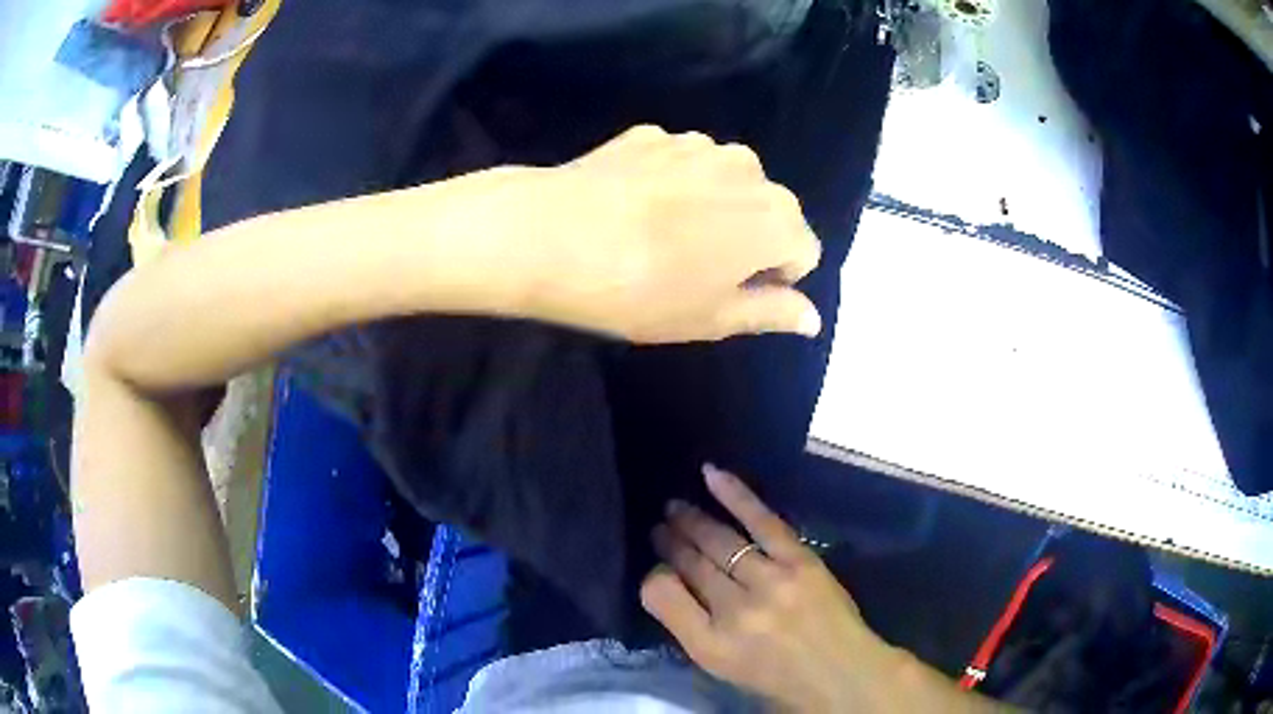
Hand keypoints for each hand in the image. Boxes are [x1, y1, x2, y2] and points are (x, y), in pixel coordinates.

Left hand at [488, 125, 822, 342]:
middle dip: (747, 238)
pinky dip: (670, 184)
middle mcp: (749, 168)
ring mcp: (698, 143)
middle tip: (693, 269)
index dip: (773, 278)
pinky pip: (681, 164)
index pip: (803, 252)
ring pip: (725, 183)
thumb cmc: (641, 291)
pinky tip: (631, 208)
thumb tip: (813, 316)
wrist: (551, 234)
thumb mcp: (712, 318)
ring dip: (710, 207)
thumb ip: (772, 312)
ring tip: (659, 236)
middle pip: (768, 211)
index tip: (729, 294)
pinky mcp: (652, 133)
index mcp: (776, 218)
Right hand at [641, 465, 898, 710]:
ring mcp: (770, 582)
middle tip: (657, 528)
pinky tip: (711, 475)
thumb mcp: (719, 665)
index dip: (654, 576)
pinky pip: (761, 520)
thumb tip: (666, 581)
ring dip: (693, 520)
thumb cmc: (775, 675)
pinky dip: (735, 495)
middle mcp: (735, 611)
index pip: (662, 596)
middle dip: (670, 542)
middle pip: (691, 564)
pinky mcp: (800, 561)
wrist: (840, 672)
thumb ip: (687, 626)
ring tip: (674, 506)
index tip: (655, 565)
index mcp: (709, 645)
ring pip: (719, 540)